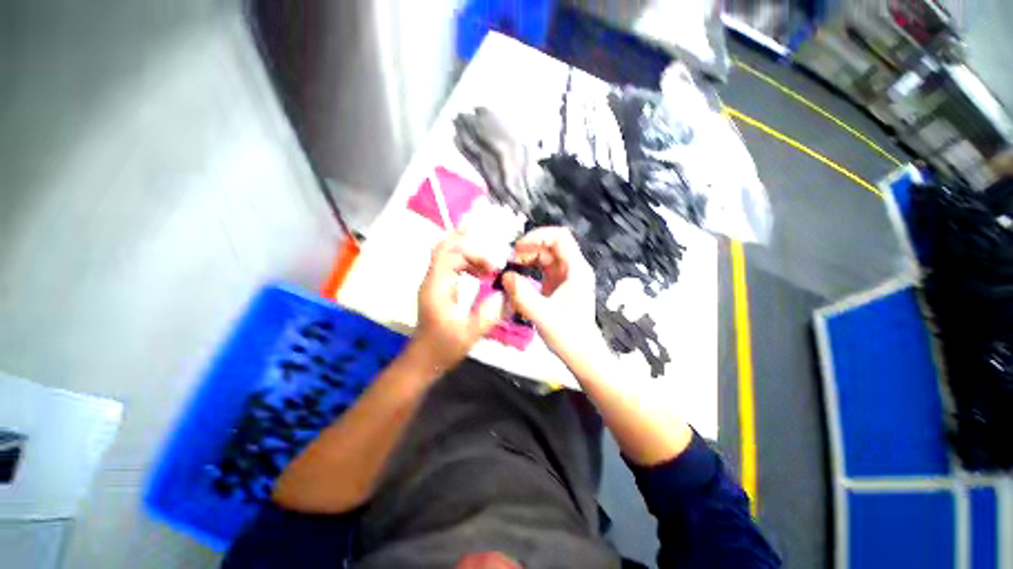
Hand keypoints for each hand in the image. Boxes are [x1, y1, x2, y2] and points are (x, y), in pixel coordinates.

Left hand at [411, 232, 504, 374]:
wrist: (424, 360)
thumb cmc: (444, 347)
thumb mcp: (469, 334)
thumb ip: (487, 314)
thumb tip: (504, 293)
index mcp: (437, 287)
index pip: (448, 253)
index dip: (470, 250)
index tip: (492, 264)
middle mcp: (433, 280)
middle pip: (448, 250)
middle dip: (473, 251)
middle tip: (494, 264)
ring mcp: (434, 284)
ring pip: (450, 256)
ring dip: (471, 258)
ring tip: (490, 269)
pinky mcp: (439, 289)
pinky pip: (452, 267)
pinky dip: (468, 265)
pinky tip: (481, 275)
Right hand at [501, 227, 606, 367]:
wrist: (582, 355)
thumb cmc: (568, 336)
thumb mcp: (542, 315)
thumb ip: (522, 294)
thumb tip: (506, 276)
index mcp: (576, 270)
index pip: (560, 237)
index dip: (538, 236)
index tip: (518, 247)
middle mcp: (573, 269)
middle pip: (550, 245)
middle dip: (529, 248)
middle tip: (509, 261)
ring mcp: (566, 277)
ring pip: (545, 256)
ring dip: (527, 258)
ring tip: (511, 269)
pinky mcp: (559, 286)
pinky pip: (543, 269)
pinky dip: (529, 269)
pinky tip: (518, 278)